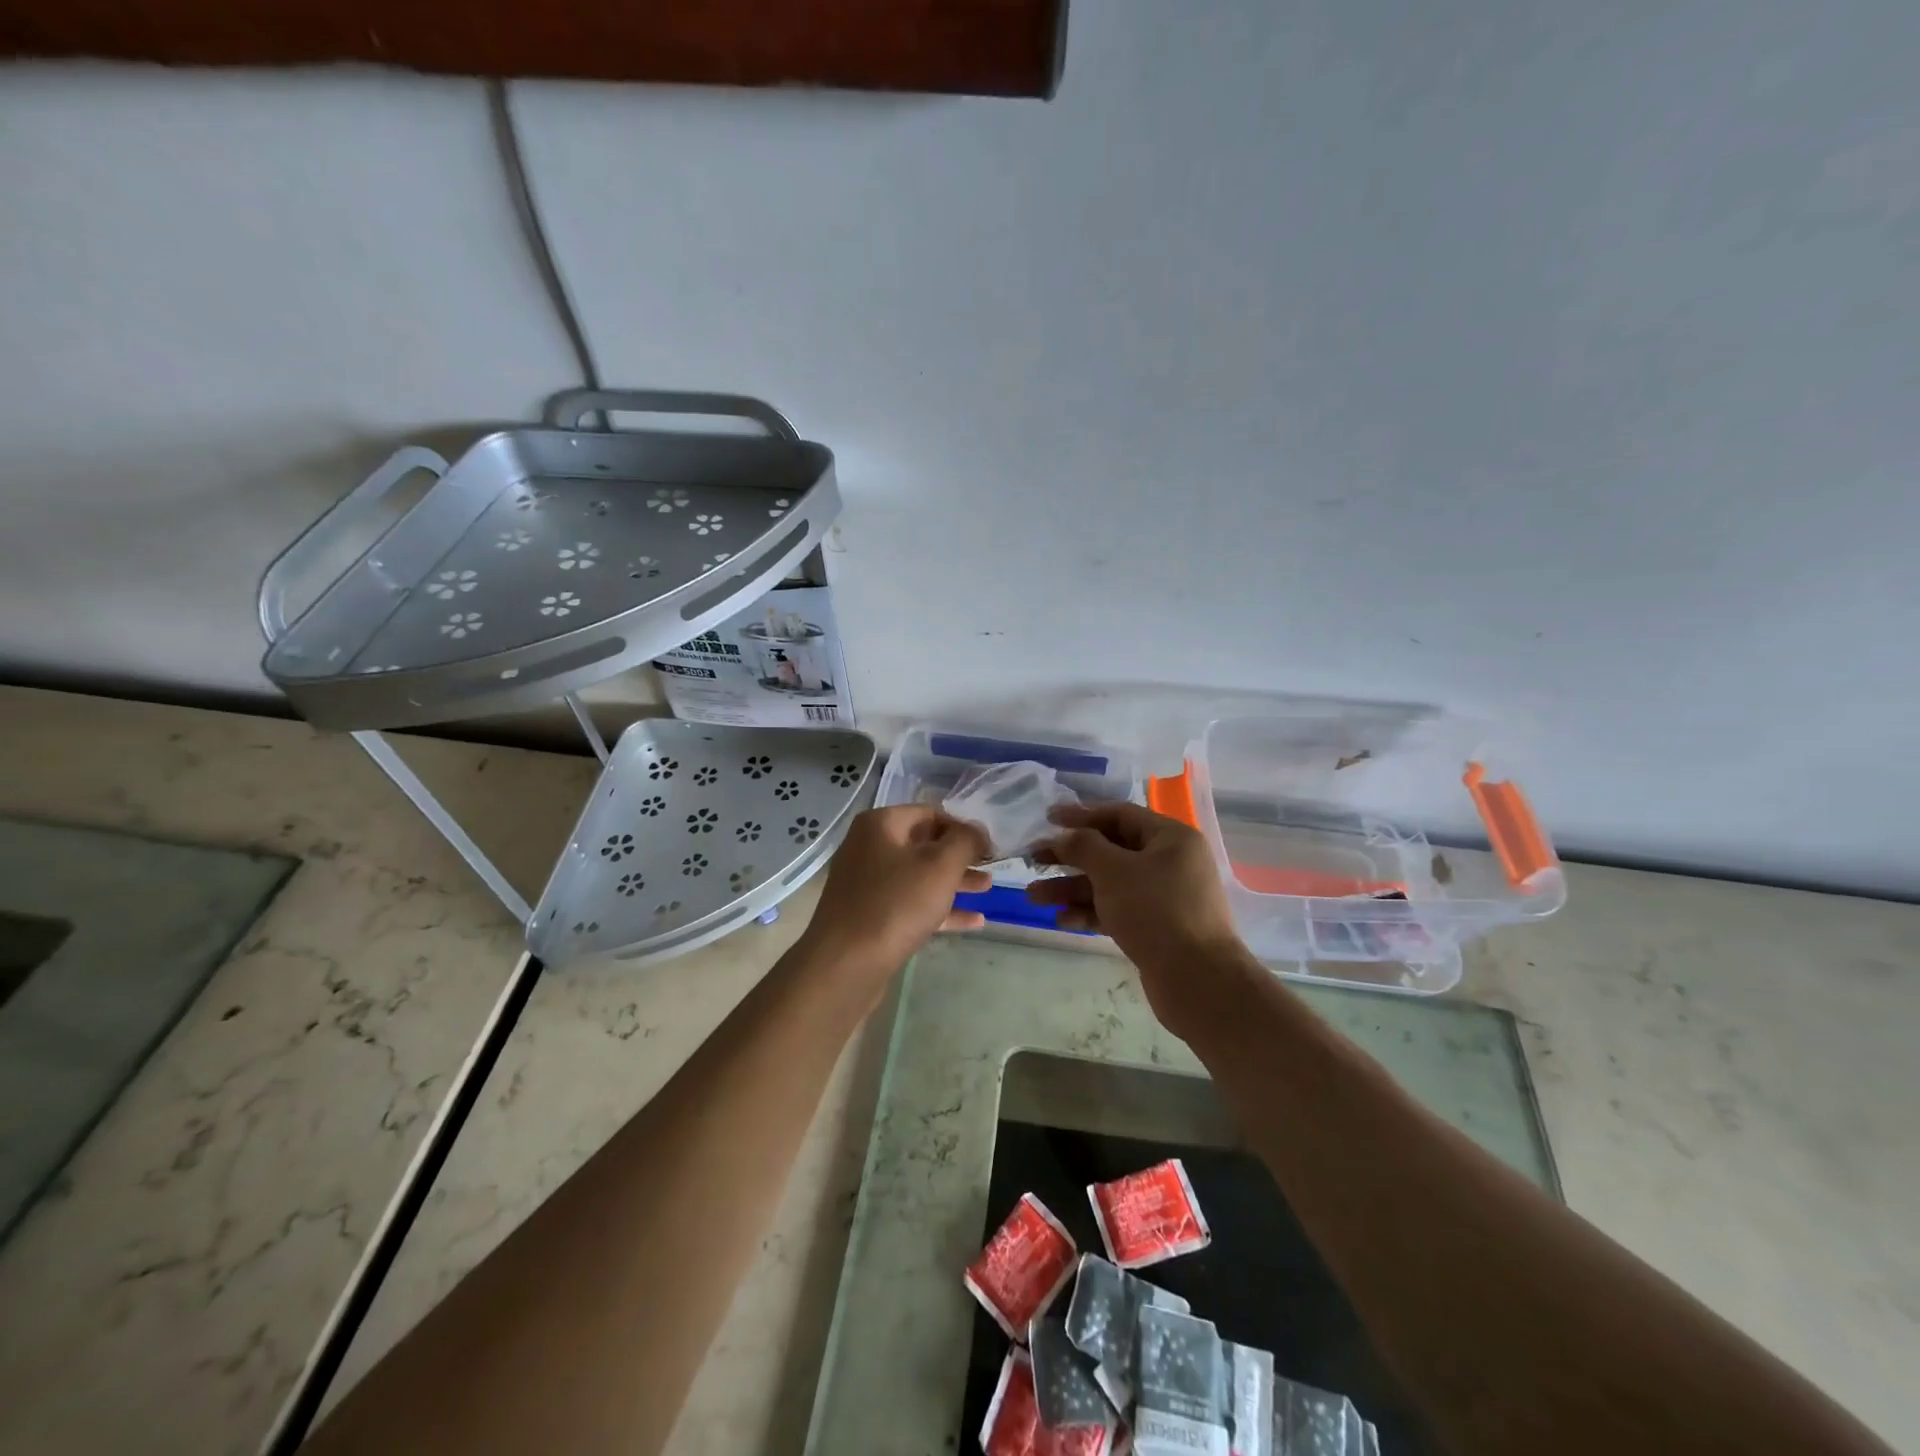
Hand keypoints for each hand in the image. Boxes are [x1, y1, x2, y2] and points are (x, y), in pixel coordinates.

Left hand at [799, 806, 990, 990]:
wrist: (846, 964)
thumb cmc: (896, 904)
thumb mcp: (940, 866)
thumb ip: (965, 841)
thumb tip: (977, 829)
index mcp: (880, 825)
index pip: (930, 813)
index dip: (963, 827)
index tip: (990, 847)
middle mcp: (869, 848)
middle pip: (924, 844)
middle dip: (960, 856)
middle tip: (992, 867)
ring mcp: (867, 884)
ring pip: (919, 876)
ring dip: (954, 882)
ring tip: (988, 889)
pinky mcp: (870, 916)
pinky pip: (911, 904)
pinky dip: (940, 909)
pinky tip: (973, 921)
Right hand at [1028, 803, 1256, 1037]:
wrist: (1197, 980)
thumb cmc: (1155, 911)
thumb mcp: (1113, 870)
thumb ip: (1083, 846)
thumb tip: (1065, 836)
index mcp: (1171, 838)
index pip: (1119, 815)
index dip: (1081, 815)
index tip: (1047, 819)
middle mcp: (1170, 863)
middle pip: (1111, 851)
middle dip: (1070, 858)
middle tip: (1033, 860)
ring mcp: (1164, 897)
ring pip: (1110, 884)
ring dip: (1072, 888)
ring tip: (1034, 897)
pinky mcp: (1156, 928)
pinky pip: (1117, 911)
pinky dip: (1090, 912)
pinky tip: (1062, 920)